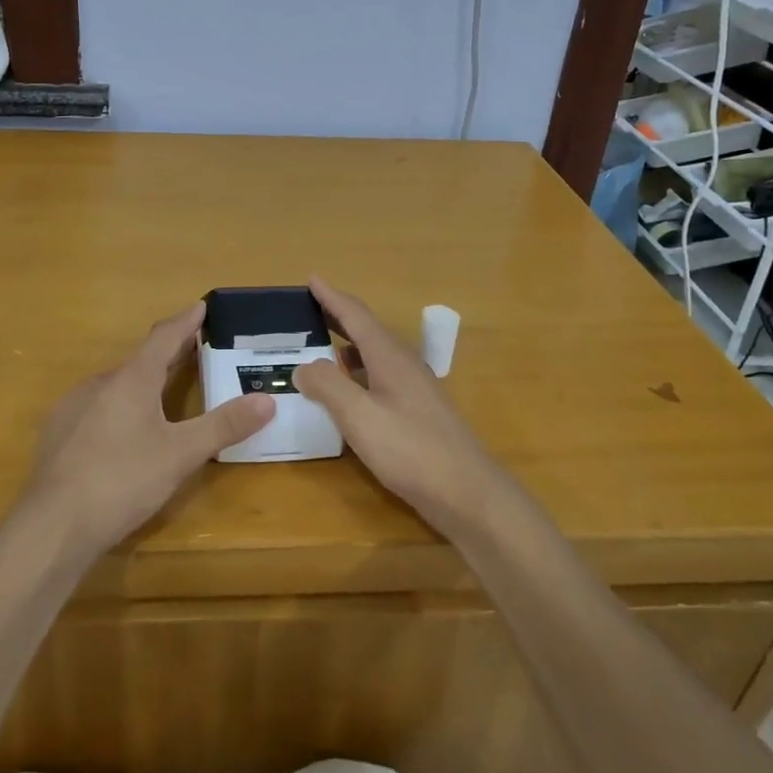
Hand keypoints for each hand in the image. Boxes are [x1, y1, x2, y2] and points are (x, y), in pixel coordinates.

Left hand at [21, 303, 274, 557]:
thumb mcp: (181, 454)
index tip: (201, 306)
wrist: (52, 525)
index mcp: (132, 379)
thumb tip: (267, 401)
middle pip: (141, 358)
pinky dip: (119, 404)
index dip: (186, 321)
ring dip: (143, 380)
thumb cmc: (122, 480)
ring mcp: (73, 407)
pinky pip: (97, 406)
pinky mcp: (58, 433)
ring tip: (164, 389)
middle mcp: (100, 383)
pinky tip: (124, 429)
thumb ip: (224, 426)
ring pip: (116, 384)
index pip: (164, 337)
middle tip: (195, 347)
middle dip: (169, 352)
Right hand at [293, 278, 503, 534]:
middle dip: (339, 317)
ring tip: (321, 347)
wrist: (468, 493)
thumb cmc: (411, 450)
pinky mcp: (419, 412)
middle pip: (368, 331)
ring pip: (376, 355)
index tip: (312, 279)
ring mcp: (415, 389)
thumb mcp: (360, 417)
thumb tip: (304, 366)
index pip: (356, 316)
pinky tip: (349, 391)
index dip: (332, 297)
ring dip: (348, 346)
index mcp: (390, 357)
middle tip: (310, 309)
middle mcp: (404, 364)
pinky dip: (359, 372)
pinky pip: (381, 377)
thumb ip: (329, 386)